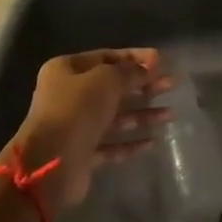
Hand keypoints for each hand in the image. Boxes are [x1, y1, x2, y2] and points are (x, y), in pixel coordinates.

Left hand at [10, 49, 170, 210]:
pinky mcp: (82, 153)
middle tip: (172, 84)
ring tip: (171, 114)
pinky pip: (112, 144)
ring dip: (143, 114)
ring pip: (115, 116)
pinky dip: (131, 142)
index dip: (136, 58)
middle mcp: (69, 95)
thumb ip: (130, 71)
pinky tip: (154, 141)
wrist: (49, 164)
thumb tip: (148, 68)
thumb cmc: (76, 109)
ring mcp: (75, 126)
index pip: (107, 57)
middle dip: (144, 85)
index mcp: (67, 70)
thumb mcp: (107, 80)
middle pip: (114, 86)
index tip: (162, 61)